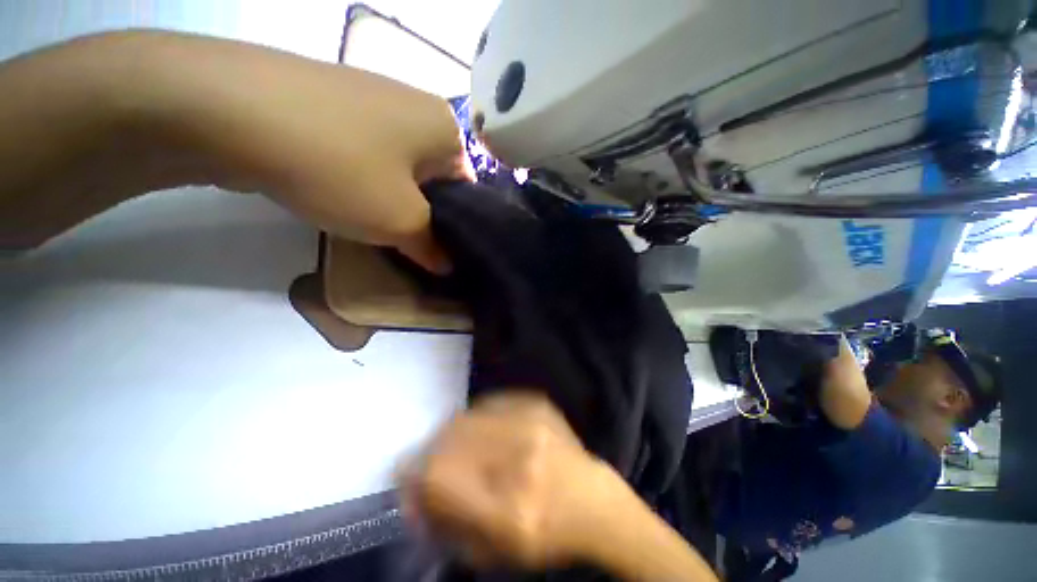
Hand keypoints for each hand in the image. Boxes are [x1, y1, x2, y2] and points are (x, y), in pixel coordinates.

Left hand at [134, 32, 472, 272]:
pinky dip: (364, 179)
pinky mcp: (337, 104)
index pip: (467, 189)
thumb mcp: (401, 222)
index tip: (437, 249)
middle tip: (405, 241)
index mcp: (446, 127)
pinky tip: (342, 193)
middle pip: (434, 179)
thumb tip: (447, 266)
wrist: (228, 109)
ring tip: (370, 221)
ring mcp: (375, 100)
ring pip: (400, 169)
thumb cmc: (341, 167)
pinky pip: (367, 153)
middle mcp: (417, 106)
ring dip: (392, 199)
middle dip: (422, 214)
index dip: (455, 225)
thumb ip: (433, 248)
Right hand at [400, 392, 631, 569]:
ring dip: (452, 432)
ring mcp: (533, 423)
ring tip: (458, 446)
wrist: (592, 498)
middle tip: (432, 460)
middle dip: (431, 448)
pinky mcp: (538, 403)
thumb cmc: (543, 535)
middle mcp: (521, 457)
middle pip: (451, 436)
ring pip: (468, 415)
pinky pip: (490, 403)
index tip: (406, 472)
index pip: (441, 474)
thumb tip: (412, 487)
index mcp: (510, 509)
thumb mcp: (490, 553)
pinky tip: (485, 432)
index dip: (414, 471)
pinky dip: (477, 417)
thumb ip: (445, 522)